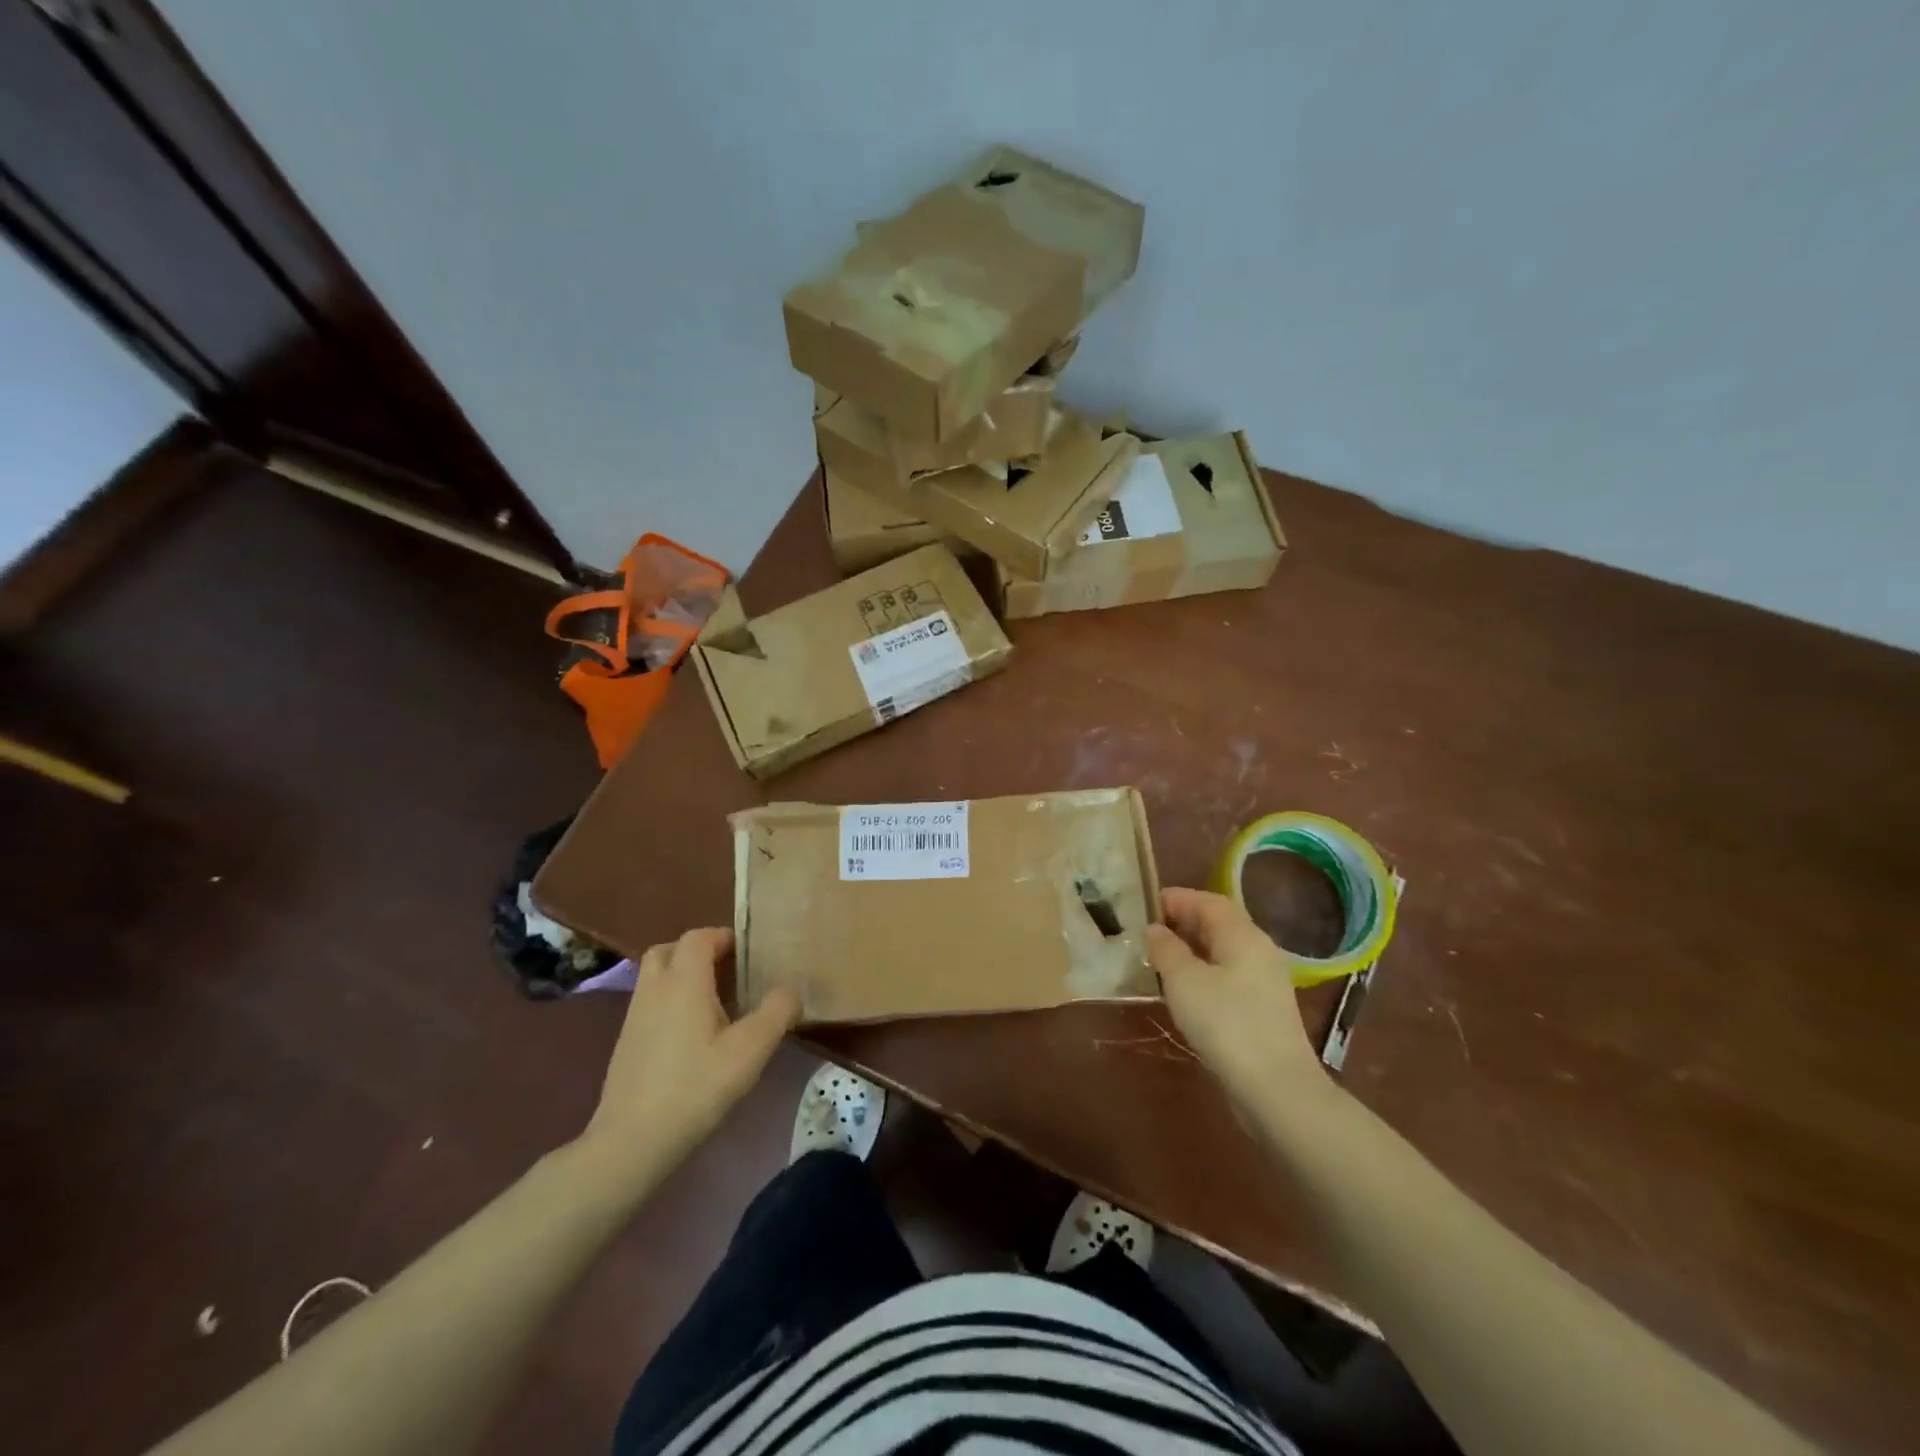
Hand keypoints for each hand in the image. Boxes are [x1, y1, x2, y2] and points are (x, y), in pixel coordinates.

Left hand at [579, 929, 797, 1179]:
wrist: (631, 1141)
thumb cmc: (695, 1087)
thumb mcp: (750, 1051)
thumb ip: (776, 1013)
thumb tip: (790, 990)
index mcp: (684, 981)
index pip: (698, 937)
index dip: (723, 937)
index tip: (748, 953)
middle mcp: (655, 989)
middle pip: (670, 950)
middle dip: (698, 951)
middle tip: (727, 970)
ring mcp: (635, 1016)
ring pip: (656, 976)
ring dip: (682, 976)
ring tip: (714, 1001)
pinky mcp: (626, 1042)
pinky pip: (650, 1002)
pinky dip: (670, 1001)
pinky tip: (692, 1034)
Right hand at [1147, 888, 1324, 1113]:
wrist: (1276, 1088)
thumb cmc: (1226, 1023)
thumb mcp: (1184, 981)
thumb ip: (1166, 949)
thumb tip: (1155, 930)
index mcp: (1243, 935)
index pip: (1208, 902)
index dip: (1177, 899)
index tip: (1146, 905)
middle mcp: (1259, 950)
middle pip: (1219, 924)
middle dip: (1183, 922)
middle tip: (1148, 931)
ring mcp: (1265, 981)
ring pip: (1223, 951)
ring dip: (1192, 949)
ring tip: (1159, 959)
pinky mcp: (1263, 1009)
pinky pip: (1228, 975)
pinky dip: (1203, 972)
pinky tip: (1183, 990)